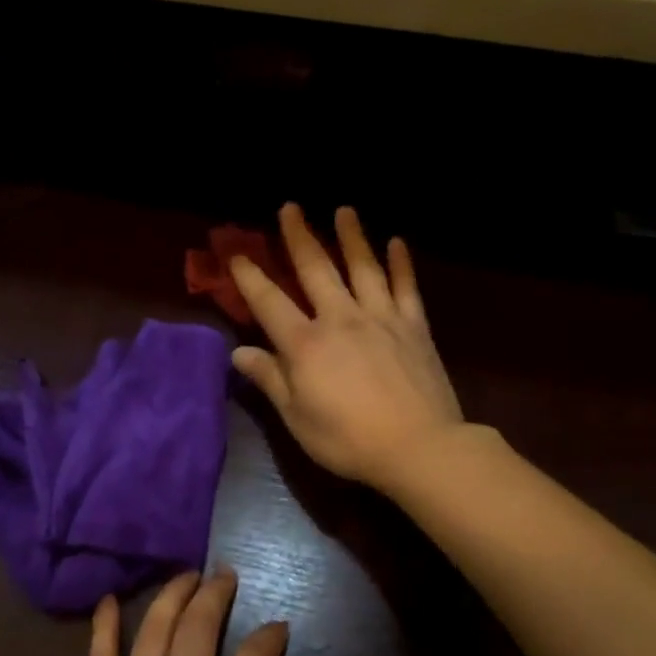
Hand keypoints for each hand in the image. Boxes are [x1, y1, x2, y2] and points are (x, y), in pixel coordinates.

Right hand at [230, 204, 463, 493]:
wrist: (419, 448)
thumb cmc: (348, 440)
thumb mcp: (297, 418)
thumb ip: (269, 380)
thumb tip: (238, 353)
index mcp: (305, 344)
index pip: (269, 302)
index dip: (249, 277)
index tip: (236, 254)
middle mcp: (340, 319)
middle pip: (316, 269)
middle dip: (299, 236)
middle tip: (290, 207)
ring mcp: (381, 318)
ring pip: (363, 267)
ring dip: (351, 236)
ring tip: (344, 210)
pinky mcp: (414, 326)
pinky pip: (406, 286)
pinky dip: (401, 263)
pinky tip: (397, 242)